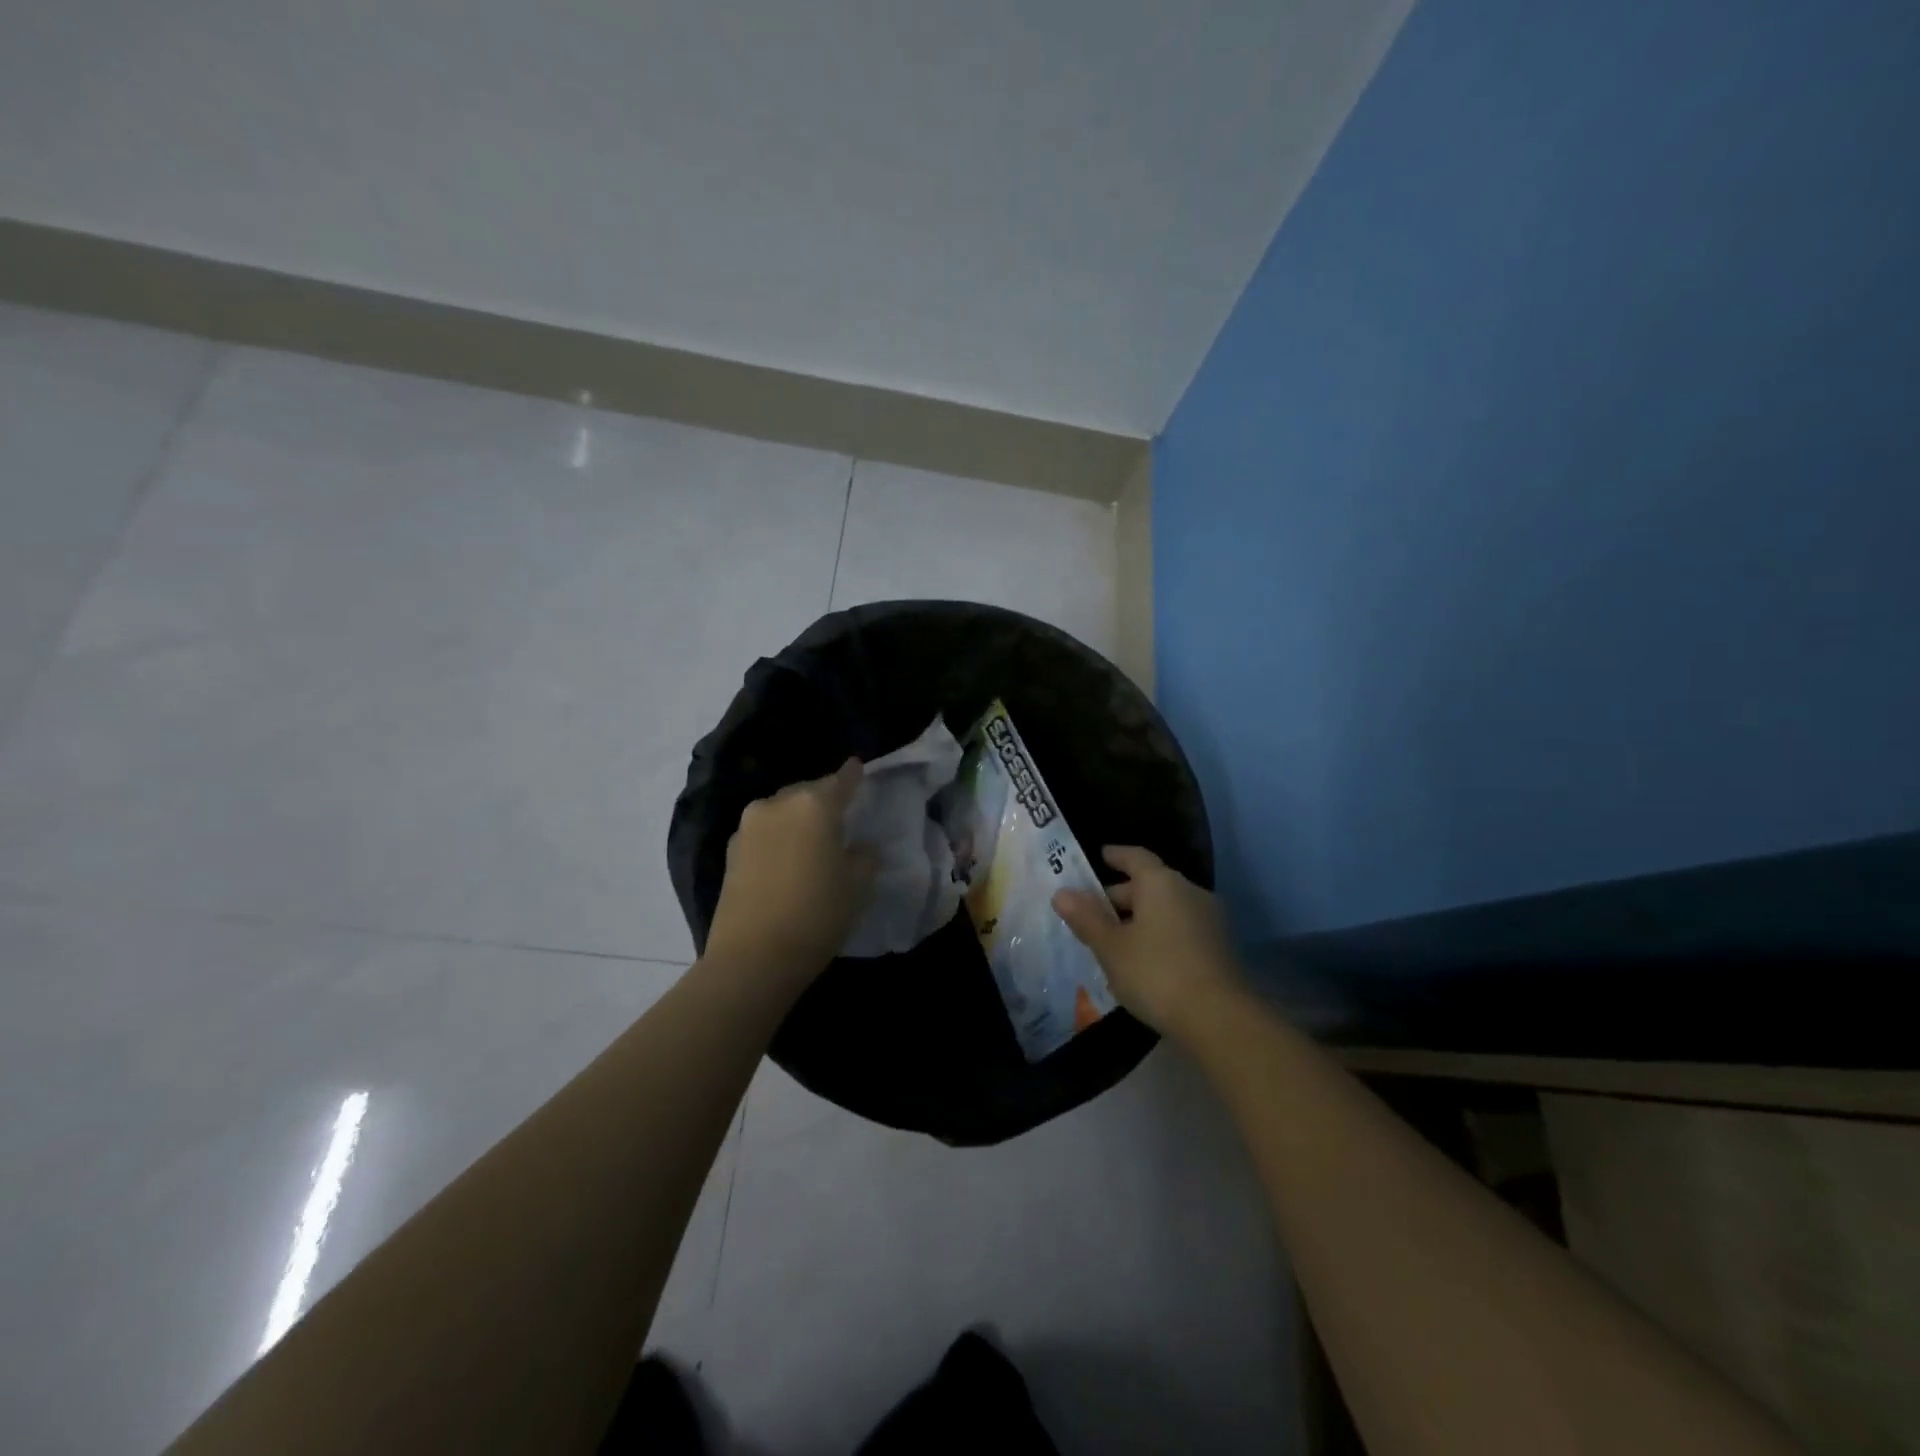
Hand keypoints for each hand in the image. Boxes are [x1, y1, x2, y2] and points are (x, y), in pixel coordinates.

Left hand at [705, 759, 877, 987]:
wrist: (752, 957)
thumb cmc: (816, 915)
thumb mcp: (858, 887)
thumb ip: (864, 857)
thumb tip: (858, 846)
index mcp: (814, 805)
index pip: (840, 780)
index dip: (852, 774)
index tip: (858, 766)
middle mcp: (777, 804)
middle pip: (807, 792)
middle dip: (823, 800)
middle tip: (839, 817)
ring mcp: (748, 826)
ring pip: (781, 811)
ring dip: (797, 819)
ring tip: (811, 841)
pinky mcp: (729, 851)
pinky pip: (763, 833)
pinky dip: (777, 838)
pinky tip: (786, 859)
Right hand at [1052, 845, 1242, 1042]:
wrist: (1220, 1020)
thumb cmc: (1157, 973)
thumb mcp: (1112, 948)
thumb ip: (1086, 919)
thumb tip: (1062, 893)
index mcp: (1162, 883)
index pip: (1135, 857)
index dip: (1116, 855)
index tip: (1100, 856)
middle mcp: (1190, 892)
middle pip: (1151, 883)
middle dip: (1121, 895)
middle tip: (1093, 911)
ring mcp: (1210, 920)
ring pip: (1167, 908)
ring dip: (1141, 917)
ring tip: (1114, 939)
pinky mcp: (1219, 947)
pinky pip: (1181, 928)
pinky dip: (1160, 934)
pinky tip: (1143, 959)